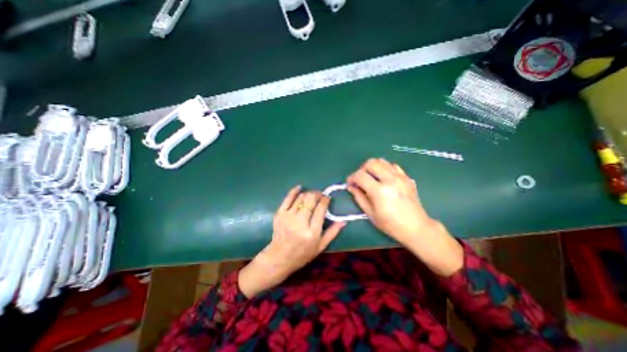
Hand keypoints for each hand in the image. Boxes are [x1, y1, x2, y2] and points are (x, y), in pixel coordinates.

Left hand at [240, 186, 346, 298]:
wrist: (279, 257)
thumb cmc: (302, 254)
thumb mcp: (320, 246)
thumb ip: (332, 232)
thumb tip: (344, 220)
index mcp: (312, 232)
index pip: (321, 209)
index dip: (325, 200)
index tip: (327, 198)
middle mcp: (300, 222)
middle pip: (310, 200)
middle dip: (317, 194)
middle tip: (320, 195)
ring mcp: (288, 217)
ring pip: (301, 197)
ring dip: (308, 193)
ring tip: (312, 196)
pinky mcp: (280, 214)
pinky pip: (288, 198)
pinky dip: (294, 191)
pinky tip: (299, 188)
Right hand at [345, 158, 461, 275]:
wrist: (416, 227)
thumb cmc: (391, 224)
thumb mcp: (370, 213)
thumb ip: (358, 197)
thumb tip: (351, 186)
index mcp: (379, 191)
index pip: (360, 175)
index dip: (351, 178)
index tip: (350, 183)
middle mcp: (390, 180)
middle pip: (371, 163)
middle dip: (361, 169)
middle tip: (360, 179)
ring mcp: (400, 177)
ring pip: (381, 161)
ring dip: (372, 167)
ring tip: (371, 178)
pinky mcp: (406, 177)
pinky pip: (392, 166)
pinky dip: (384, 168)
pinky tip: (383, 178)